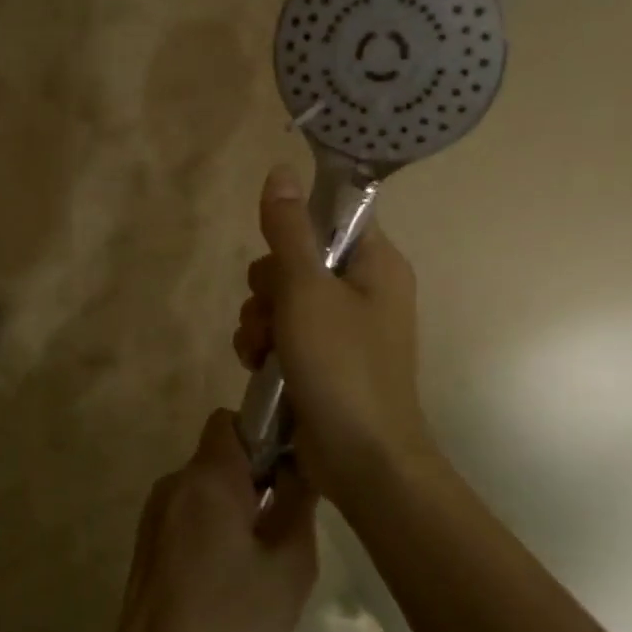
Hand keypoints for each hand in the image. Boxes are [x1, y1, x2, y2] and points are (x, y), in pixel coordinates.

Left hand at [99, 410, 318, 631]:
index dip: (263, 434)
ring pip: (206, 489)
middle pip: (220, 456)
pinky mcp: (148, 542)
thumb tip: (299, 465)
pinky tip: (229, 581)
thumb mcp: (289, 566)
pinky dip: (214, 529)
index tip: (288, 471)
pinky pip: (190, 515)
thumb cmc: (230, 623)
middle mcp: (175, 483)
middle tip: (284, 527)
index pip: (231, 420)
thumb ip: (298, 503)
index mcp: (207, 477)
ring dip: (236, 508)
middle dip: (255, 479)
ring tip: (260, 562)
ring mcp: (155, 513)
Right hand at [232, 165, 434, 500]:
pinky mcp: (322, 360)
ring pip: (282, 299)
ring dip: (259, 320)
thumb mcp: (307, 290)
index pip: (333, 216)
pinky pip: (282, 333)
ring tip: (259, 350)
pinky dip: (264, 346)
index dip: (296, 226)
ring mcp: (342, 328)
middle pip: (297, 258)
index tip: (274, 250)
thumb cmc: (341, 366)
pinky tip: (256, 366)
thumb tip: (280, 170)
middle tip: (271, 310)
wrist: (362, 461)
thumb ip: (289, 230)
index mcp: (376, 264)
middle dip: (268, 286)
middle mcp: (363, 290)